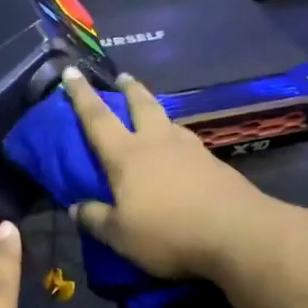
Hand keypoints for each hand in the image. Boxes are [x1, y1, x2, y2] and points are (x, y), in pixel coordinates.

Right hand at [61, 68, 275, 280]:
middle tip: (122, 77)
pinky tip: (180, 148)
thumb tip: (76, 207)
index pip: (97, 118)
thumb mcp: (120, 235)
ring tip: (152, 111)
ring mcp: (190, 149)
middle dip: (129, 89)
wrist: (237, 233)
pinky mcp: (214, 164)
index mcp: (127, 155)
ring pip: (168, 120)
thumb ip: (95, 219)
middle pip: (141, 105)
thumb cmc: (168, 232)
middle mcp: (157, 142)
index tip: (71, 72)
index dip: (81, 95)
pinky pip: (187, 141)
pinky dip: (177, 137)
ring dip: (156, 109)